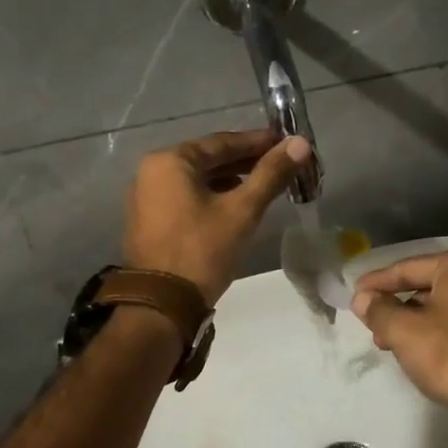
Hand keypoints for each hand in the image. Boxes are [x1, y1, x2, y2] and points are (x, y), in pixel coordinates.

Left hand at [124, 129, 310, 301]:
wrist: (161, 305)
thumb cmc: (202, 250)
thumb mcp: (242, 210)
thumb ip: (271, 174)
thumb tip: (300, 143)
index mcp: (170, 161)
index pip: (222, 142)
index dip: (258, 142)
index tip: (286, 143)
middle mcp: (152, 171)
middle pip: (209, 159)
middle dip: (246, 161)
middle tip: (281, 164)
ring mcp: (147, 196)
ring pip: (198, 179)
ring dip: (231, 179)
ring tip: (265, 183)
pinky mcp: (150, 220)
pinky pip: (187, 196)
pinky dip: (213, 195)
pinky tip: (237, 204)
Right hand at [351, 247, 447, 432]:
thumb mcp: (404, 331)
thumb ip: (379, 310)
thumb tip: (363, 298)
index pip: (408, 268)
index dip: (377, 283)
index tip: (354, 295)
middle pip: (430, 287)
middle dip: (398, 307)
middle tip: (371, 327)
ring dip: (417, 325)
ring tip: (393, 346)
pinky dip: (442, 337)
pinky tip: (426, 358)